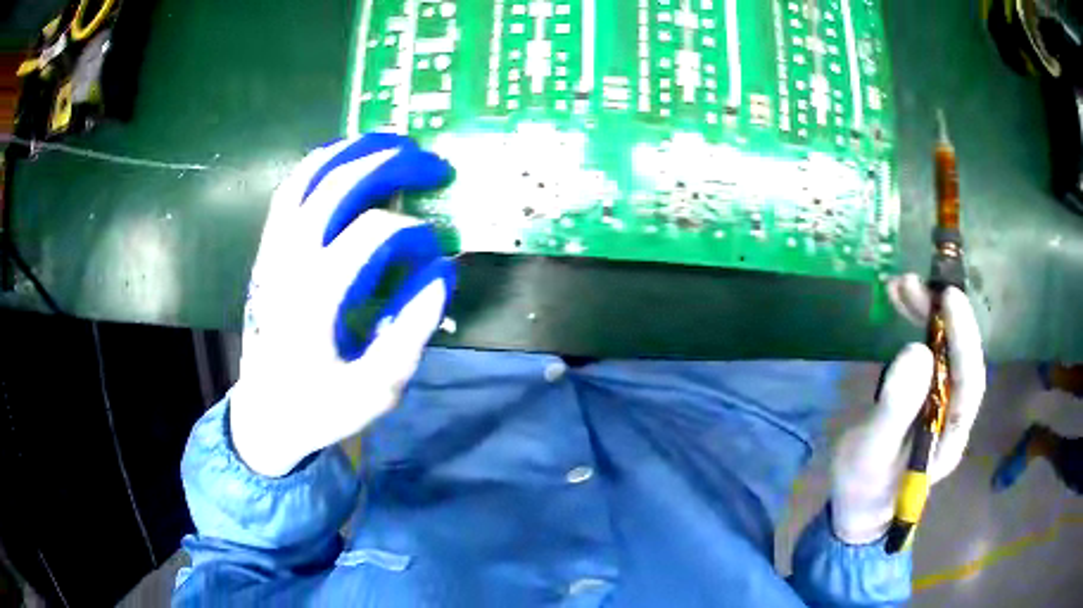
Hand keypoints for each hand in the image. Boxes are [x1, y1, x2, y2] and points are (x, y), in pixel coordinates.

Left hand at [229, 134, 455, 477]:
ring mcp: (273, 253)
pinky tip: (344, 161)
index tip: (435, 250)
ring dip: (351, 151)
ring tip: (390, 142)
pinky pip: (289, 192)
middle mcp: (289, 263)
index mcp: (317, 300)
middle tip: (430, 162)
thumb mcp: (377, 390)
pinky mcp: (267, 252)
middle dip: (390, 164)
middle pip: (337, 188)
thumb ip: (411, 331)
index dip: (413, 233)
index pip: (372, 235)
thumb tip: (441, 272)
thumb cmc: (322, 407)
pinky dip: (319, 166)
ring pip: (307, 179)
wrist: (266, 414)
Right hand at [830, 275, 985, 544]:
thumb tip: (917, 350)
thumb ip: (896, 408)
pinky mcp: (925, 396)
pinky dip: (919, 326)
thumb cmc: (864, 487)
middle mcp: (954, 414)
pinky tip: (904, 308)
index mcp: (951, 435)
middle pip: (961, 358)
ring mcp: (941, 404)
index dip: (964, 337)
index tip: (948, 298)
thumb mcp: (872, 453)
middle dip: (945, 317)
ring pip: (946, 351)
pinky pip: (930, 354)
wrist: (858, 507)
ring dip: (930, 315)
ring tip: (902, 287)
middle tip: (915, 283)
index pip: (970, 380)